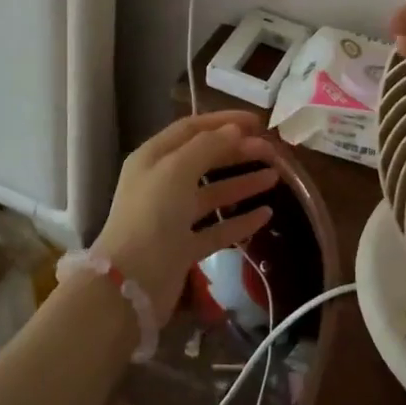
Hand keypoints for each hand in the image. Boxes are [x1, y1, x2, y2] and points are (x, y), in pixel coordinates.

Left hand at [93, 111, 279, 323]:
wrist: (131, 283)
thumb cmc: (152, 215)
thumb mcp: (177, 169)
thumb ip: (208, 146)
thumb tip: (235, 130)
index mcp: (153, 158)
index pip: (191, 128)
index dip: (224, 121)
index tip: (257, 122)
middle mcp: (161, 183)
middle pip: (205, 160)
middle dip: (238, 152)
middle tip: (272, 151)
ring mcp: (172, 217)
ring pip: (213, 193)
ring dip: (243, 183)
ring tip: (275, 177)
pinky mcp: (183, 248)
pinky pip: (217, 228)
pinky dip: (240, 220)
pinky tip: (266, 214)